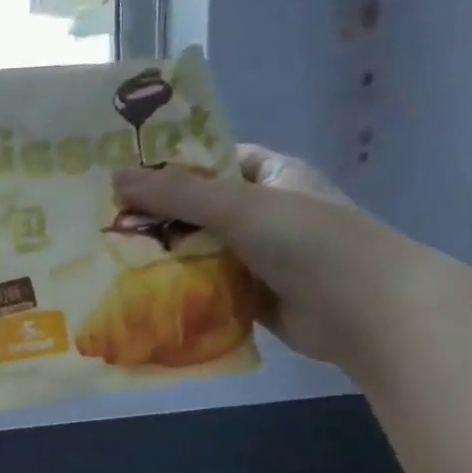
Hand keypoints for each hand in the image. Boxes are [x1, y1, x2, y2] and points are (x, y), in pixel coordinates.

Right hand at [112, 147, 438, 369]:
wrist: (366, 310)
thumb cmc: (309, 241)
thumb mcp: (240, 207)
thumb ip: (178, 195)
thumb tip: (114, 177)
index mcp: (273, 175)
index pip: (213, 162)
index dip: (171, 167)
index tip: (123, 179)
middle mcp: (267, 212)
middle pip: (201, 210)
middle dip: (159, 220)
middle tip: (105, 226)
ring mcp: (261, 257)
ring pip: (203, 252)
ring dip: (167, 260)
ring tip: (112, 262)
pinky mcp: (254, 296)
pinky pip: (211, 289)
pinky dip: (185, 292)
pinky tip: (145, 297)